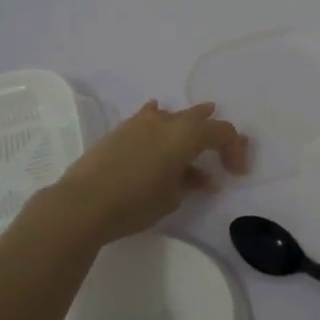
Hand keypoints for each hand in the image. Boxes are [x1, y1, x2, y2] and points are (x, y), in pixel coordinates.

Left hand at [50, 101, 249, 245]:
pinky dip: (160, 120)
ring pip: (173, 116)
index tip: (236, 173)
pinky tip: (158, 119)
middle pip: (200, 118)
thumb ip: (191, 182)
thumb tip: (202, 178)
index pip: (222, 132)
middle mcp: (167, 121)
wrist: (84, 203)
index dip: (235, 149)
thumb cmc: (136, 202)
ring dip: (188, 125)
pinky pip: (149, 117)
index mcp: (186, 135)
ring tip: (196, 133)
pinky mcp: (121, 129)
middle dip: (214, 132)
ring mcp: (141, 122)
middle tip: (223, 150)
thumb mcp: (172, 198)